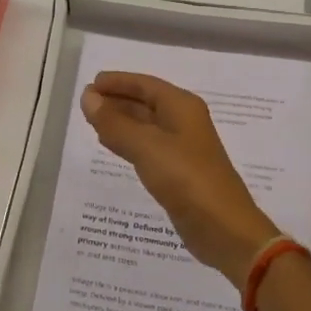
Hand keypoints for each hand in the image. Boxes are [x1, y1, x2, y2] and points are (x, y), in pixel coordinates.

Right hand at [80, 71, 280, 288]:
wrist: (224, 229)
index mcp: (181, 107)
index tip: (91, 85)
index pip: (145, 84)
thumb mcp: (146, 147)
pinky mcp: (179, 172)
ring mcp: (183, 148)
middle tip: (86, 103)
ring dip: (121, 121)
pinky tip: (113, 146)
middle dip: (117, 100)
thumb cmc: (187, 179)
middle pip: (146, 102)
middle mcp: (184, 121)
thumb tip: (88, 97)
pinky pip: (148, 147)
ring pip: (146, 125)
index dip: (118, 81)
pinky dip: (128, 142)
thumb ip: (115, 123)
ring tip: (93, 121)